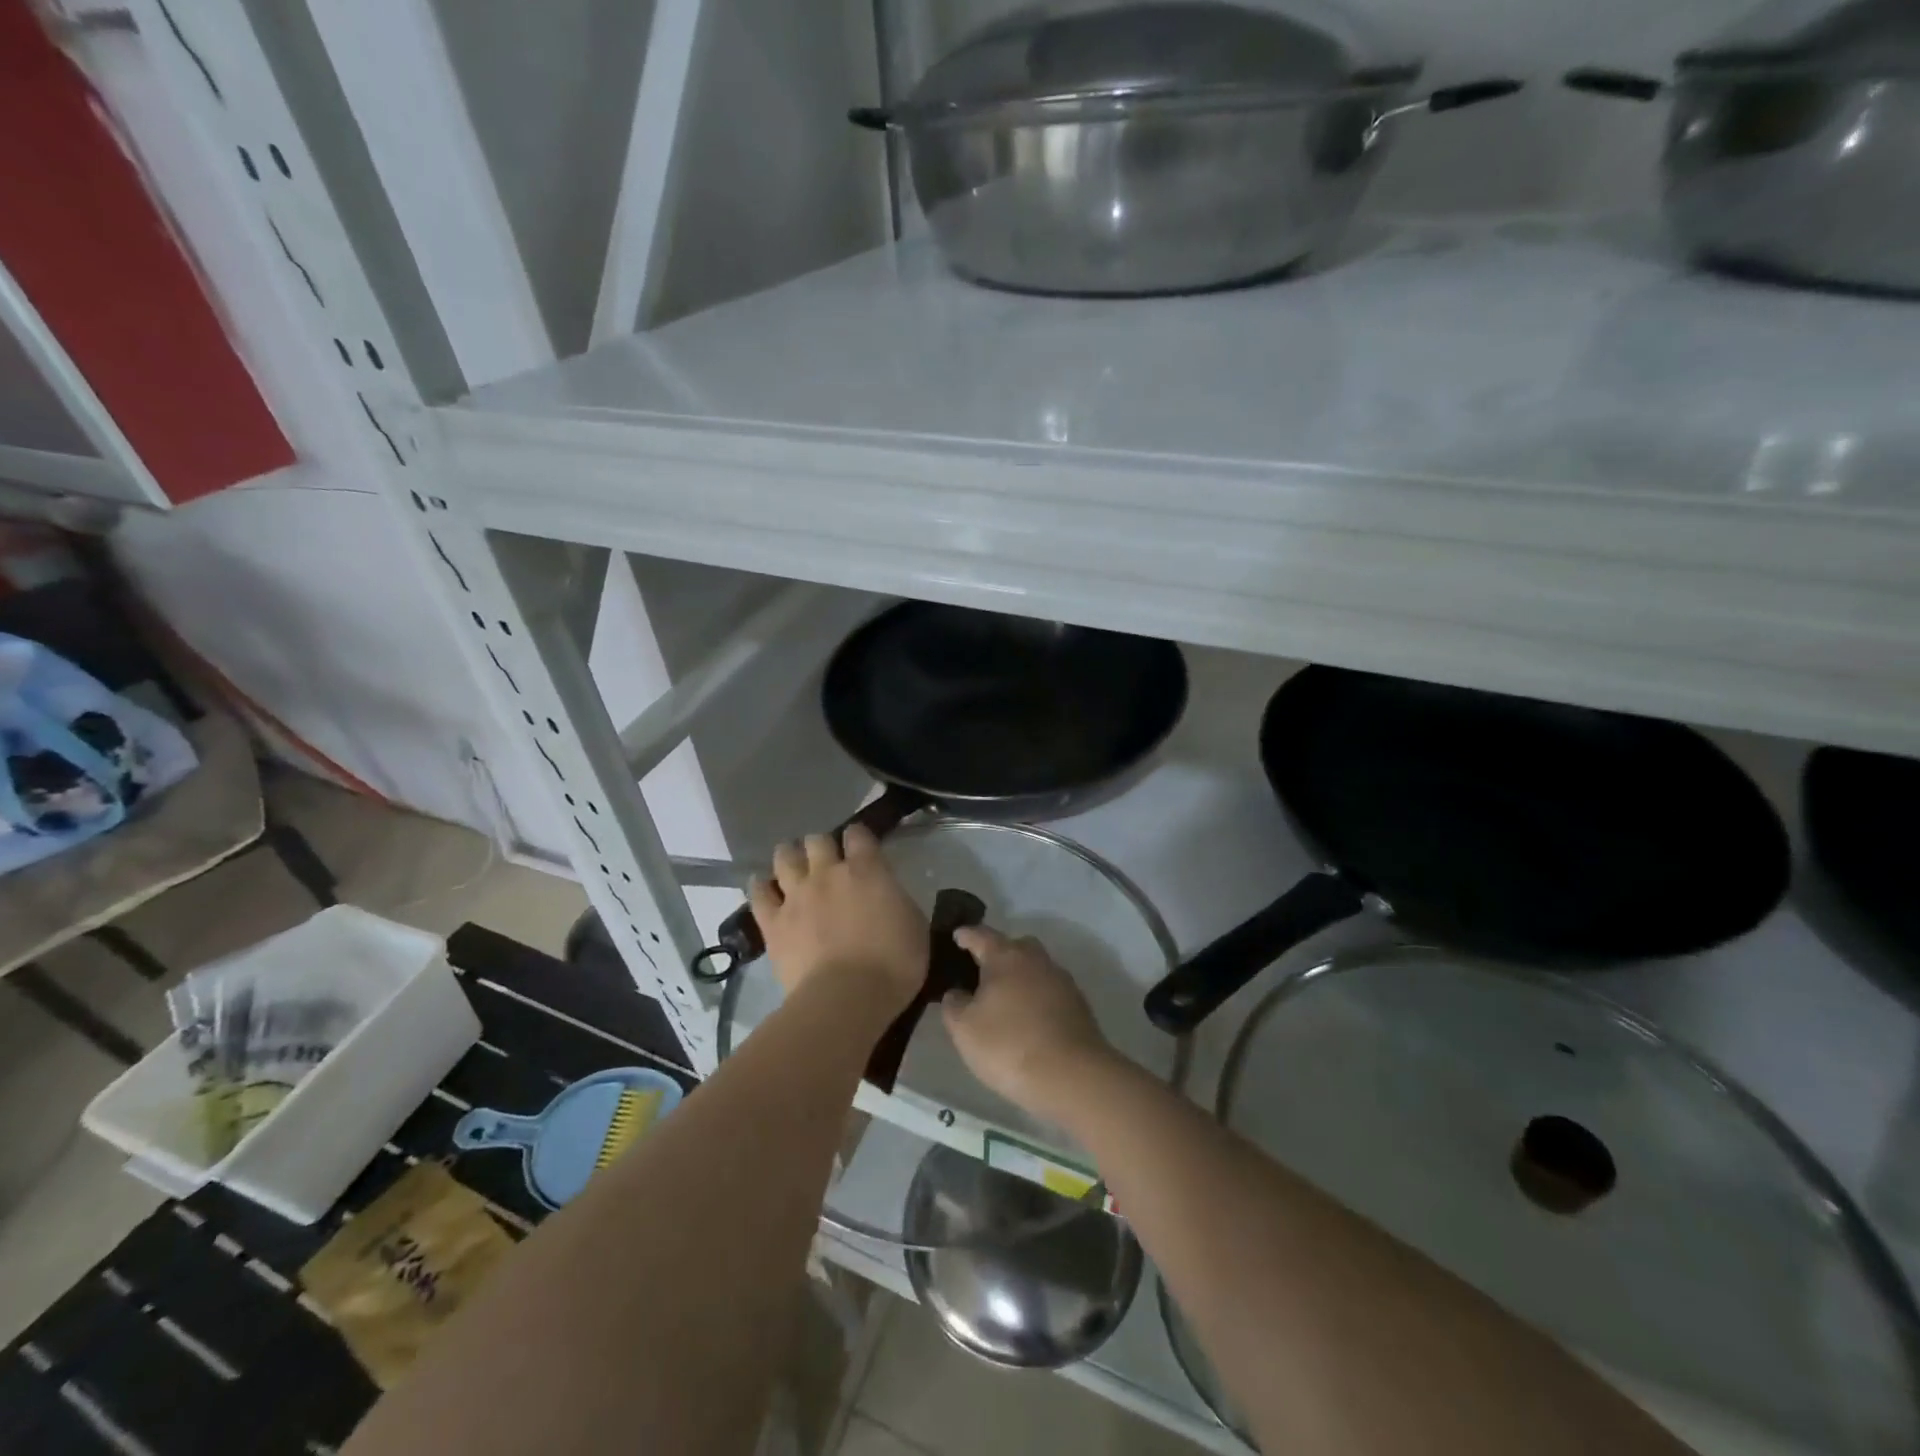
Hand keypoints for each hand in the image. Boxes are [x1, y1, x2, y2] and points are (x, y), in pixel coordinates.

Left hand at [749, 825, 925, 1014]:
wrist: (846, 1000)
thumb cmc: (893, 965)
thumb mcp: (914, 926)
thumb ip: (896, 901)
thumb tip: (887, 896)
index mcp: (867, 870)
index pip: (858, 834)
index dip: (859, 837)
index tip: (862, 847)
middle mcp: (828, 873)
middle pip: (817, 840)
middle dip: (822, 846)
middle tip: (827, 862)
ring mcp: (797, 895)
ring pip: (785, 857)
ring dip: (790, 857)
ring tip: (794, 866)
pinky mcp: (773, 922)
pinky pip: (759, 894)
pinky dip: (762, 887)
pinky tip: (764, 887)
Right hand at [942, 926, 1114, 1121]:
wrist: (1073, 1077)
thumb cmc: (1009, 1045)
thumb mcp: (964, 1029)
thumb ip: (954, 1005)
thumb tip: (958, 993)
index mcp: (1006, 956)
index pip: (981, 935)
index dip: (966, 935)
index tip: (957, 935)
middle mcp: (1036, 959)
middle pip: (1014, 946)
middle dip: (998, 954)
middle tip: (981, 971)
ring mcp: (1061, 981)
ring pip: (1035, 969)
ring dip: (1020, 978)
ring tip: (1004, 999)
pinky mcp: (1078, 1005)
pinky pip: (1049, 991)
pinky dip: (1036, 998)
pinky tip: (1028, 1019)